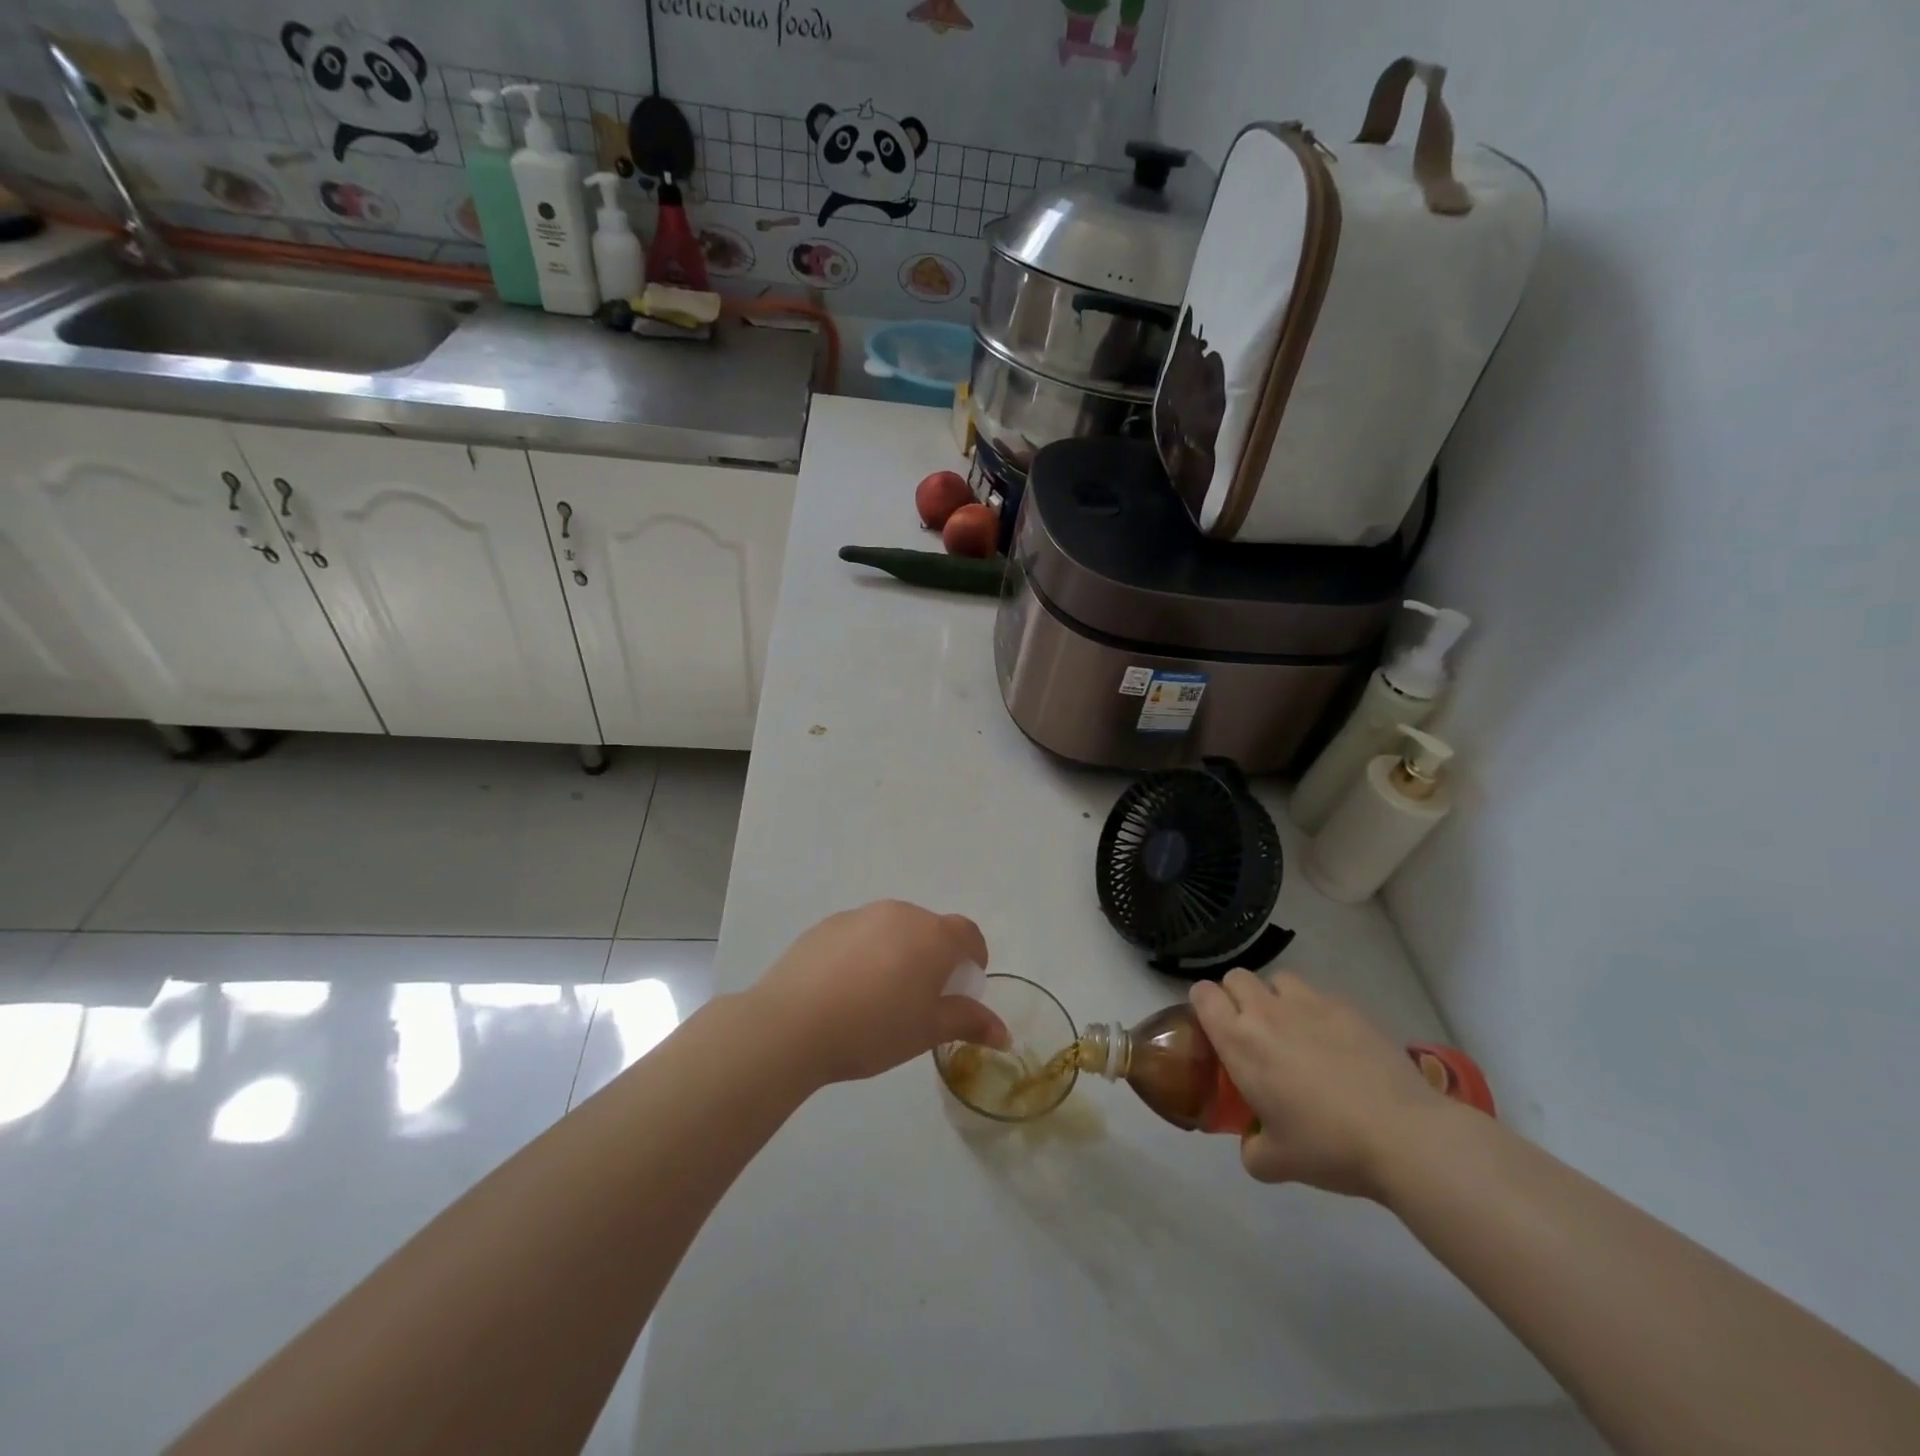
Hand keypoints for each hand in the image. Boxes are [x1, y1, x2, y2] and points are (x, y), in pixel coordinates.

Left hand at [751, 900, 1007, 1084]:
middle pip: (930, 929)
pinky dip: (864, 953)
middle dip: (934, 957)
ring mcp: (860, 915)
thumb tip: (1004, 1033)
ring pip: (893, 930)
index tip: (963, 986)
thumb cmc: (873, 1029)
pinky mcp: (827, 925)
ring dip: (898, 953)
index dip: (973, 957)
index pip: (968, 933)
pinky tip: (845, 989)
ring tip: (879, 996)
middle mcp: (900, 914)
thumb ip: (968, 1022)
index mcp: (932, 935)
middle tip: (922, 998)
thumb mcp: (927, 1031)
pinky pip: (860, 934)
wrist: (792, 1024)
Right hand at [1190, 969, 1451, 1199]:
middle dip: (1237, 997)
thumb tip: (1254, 1144)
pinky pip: (1319, 995)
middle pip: (1236, 977)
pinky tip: (1336, 1043)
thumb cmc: (1328, 1146)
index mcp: (1239, 1041)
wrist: (1402, 1135)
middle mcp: (1266, 1012)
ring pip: (1278, 979)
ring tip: (1294, 1030)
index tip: (1214, 1028)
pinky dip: (1317, 1011)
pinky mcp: (1347, 1007)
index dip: (1203, 1005)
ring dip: (1276, 998)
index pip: (1203, 993)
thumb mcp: (1277, 1164)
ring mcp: (1309, 1004)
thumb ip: (1252, 1149)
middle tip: (1252, 1032)